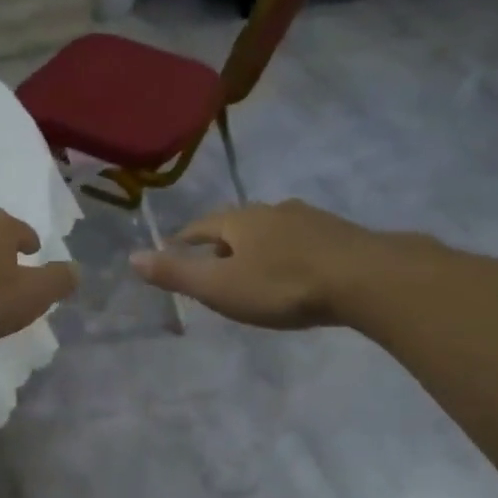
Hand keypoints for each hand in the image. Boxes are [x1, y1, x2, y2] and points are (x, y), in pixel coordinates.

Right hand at [130, 200, 428, 329]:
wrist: (366, 278)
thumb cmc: (283, 285)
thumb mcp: (221, 287)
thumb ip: (177, 273)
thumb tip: (131, 257)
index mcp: (239, 220)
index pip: (201, 226)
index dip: (184, 240)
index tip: (175, 251)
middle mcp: (272, 210)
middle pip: (237, 225)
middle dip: (222, 243)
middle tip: (214, 266)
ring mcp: (309, 219)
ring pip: (272, 231)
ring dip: (257, 247)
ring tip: (253, 269)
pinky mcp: (339, 234)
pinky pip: (300, 241)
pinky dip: (288, 254)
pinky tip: (295, 271)